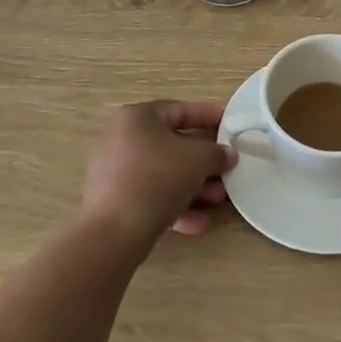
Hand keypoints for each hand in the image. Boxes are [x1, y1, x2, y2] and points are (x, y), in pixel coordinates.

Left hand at [81, 100, 236, 248]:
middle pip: (171, 145)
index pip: (179, 110)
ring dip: (193, 186)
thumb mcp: (199, 159)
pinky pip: (149, 197)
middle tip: (226, 168)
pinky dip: (174, 206)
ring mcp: (113, 172)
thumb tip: (227, 154)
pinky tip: (198, 223)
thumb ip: (217, 153)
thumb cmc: (158, 178)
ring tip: (218, 199)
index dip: (207, 116)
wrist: (115, 231)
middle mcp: (121, 139)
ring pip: (162, 174)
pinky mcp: (112, 203)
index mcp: (137, 117)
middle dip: (203, 160)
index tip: (228, 124)